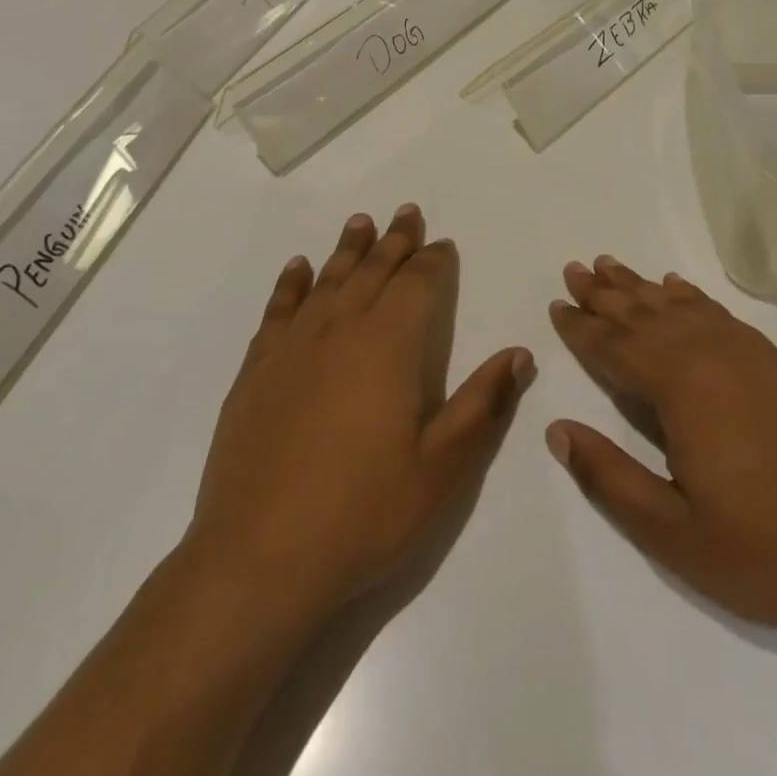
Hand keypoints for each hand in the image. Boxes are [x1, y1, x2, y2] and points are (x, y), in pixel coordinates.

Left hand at [184, 206, 534, 624]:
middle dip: (395, 241)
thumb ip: (481, 404)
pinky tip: (299, 267)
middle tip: (408, 213)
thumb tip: (519, 353)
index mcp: (390, 346)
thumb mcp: (442, 469)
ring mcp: (293, 347)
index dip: (434, 261)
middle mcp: (341, 330)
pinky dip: (292, 283)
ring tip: (361, 221)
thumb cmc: (363, 516)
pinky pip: (278, 310)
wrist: (257, 562)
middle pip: (373, 270)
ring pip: (328, 279)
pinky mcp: (256, 371)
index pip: (418, 284)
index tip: (444, 244)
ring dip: (348, 248)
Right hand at [545, 257, 776, 654]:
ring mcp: (749, 354)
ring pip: (681, 307)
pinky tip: (677, 288)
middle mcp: (711, 355)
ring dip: (642, 288)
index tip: (557, 306)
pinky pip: (720, 314)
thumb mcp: (671, 532)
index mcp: (681, 388)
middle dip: (605, 294)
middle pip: (644, 315)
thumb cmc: (763, 551)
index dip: (582, 328)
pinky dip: (692, 298)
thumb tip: (557, 430)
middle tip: (575, 269)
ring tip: (613, 266)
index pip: (616, 348)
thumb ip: (609, 477)